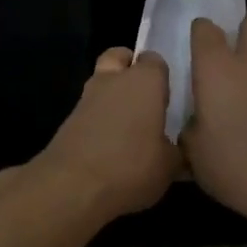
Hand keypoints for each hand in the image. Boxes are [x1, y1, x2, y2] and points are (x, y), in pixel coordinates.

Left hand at [33, 47, 180, 221]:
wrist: (72, 187)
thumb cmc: (131, 167)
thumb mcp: (169, 166)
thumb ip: (178, 151)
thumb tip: (179, 149)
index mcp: (145, 81)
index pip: (155, 60)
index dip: (162, 75)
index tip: (170, 96)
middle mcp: (113, 80)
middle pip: (120, 58)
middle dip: (130, 70)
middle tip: (146, 99)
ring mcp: (86, 98)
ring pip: (101, 83)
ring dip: (113, 97)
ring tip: (130, 128)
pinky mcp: (68, 121)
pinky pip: (89, 110)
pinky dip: (99, 120)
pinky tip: (111, 146)